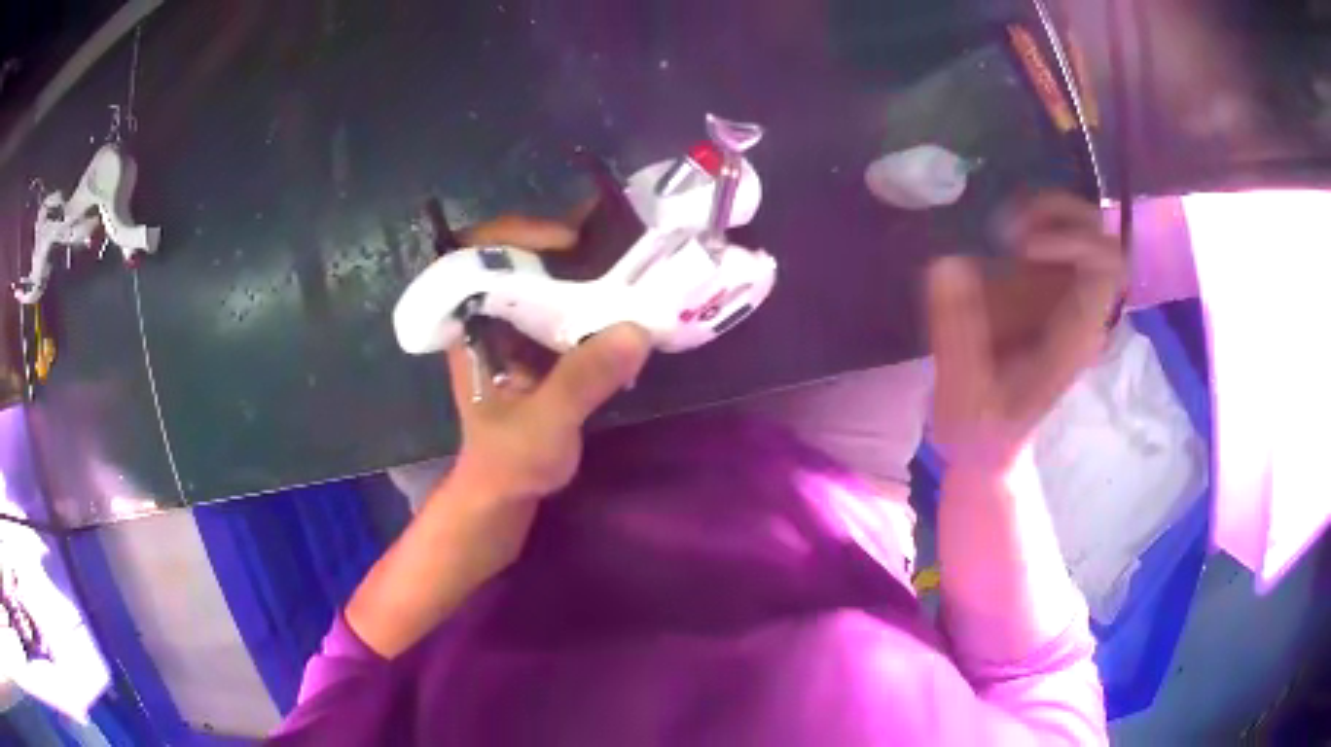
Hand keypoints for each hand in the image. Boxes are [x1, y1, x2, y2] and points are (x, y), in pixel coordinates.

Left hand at [447, 215, 651, 502]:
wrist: (507, 491)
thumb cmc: (510, 459)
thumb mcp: (545, 424)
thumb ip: (582, 380)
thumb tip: (638, 330)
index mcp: (471, 321)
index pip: (479, 251)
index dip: (520, 233)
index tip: (570, 241)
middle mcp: (490, 311)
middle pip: (521, 252)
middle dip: (568, 241)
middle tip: (619, 247)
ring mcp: (516, 323)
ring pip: (547, 274)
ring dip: (587, 264)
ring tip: (633, 260)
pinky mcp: (540, 338)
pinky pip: (566, 299)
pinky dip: (596, 293)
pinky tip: (629, 294)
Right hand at [927, 192, 1124, 473]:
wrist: (990, 443)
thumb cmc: (982, 428)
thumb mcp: (964, 392)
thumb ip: (957, 333)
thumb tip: (947, 263)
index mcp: (1076, 334)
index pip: (1106, 266)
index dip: (1071, 239)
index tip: (1020, 248)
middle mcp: (1081, 307)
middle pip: (1101, 235)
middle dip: (1058, 215)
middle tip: (1010, 233)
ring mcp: (1067, 295)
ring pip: (1084, 227)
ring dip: (1045, 212)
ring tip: (1003, 230)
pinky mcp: (1047, 289)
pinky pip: (1057, 234)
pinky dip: (1030, 220)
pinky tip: (1000, 237)